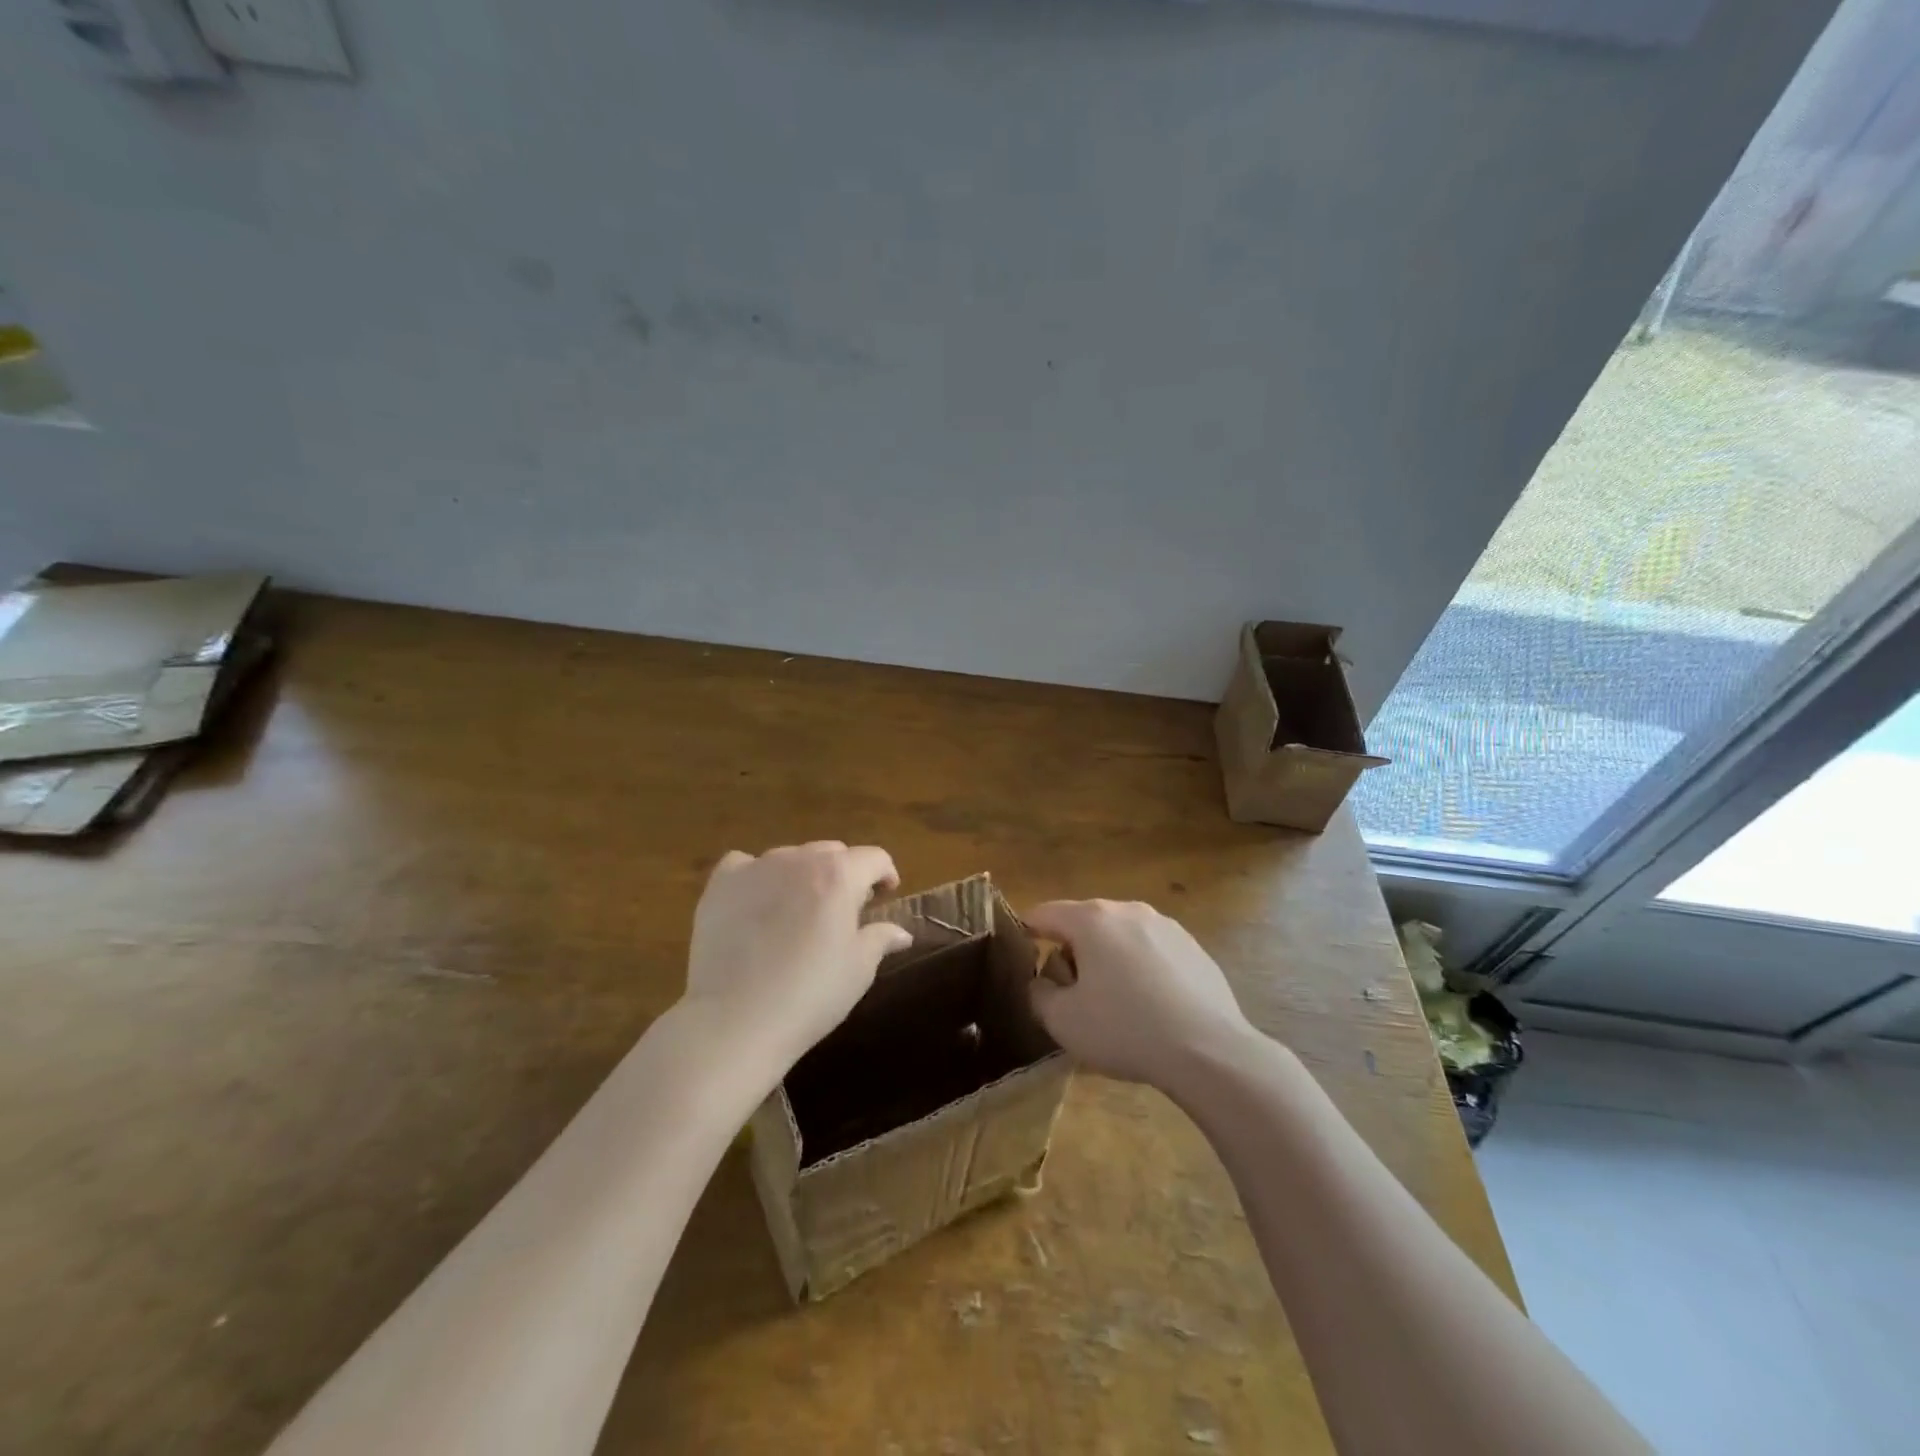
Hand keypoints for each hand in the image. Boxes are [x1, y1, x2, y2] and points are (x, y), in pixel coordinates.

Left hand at [683, 841, 913, 1072]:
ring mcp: (756, 868)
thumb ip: (881, 938)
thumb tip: (901, 932)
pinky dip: (756, 877)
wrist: (735, 1020)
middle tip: (843, 910)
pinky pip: (744, 865)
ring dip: (802, 875)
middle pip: (832, 852)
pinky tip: (755, 904)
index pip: (874, 858)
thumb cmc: (810, 994)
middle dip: (844, 874)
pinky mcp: (721, 885)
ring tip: (798, 911)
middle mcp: (799, 859)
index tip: (885, 895)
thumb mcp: (859, 970)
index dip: (885, 874)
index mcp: (840, 875)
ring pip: (790, 858)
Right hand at [1025, 899, 1255, 1087]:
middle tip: (1069, 991)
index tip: (1021, 959)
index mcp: (1092, 919)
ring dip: (1107, 958)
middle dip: (1070, 950)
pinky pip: (1151, 951)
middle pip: (1084, 922)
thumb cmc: (1125, 1029)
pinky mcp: (1193, 947)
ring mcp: (1165, 925)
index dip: (1026, 933)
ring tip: (1112, 1002)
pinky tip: (1150, 1006)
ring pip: (1120, 935)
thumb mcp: (1062, 1021)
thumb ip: (1038, 995)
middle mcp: (1128, 910)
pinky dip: (1140, 969)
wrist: (1209, 1050)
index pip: (1044, 913)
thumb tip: (1041, 982)